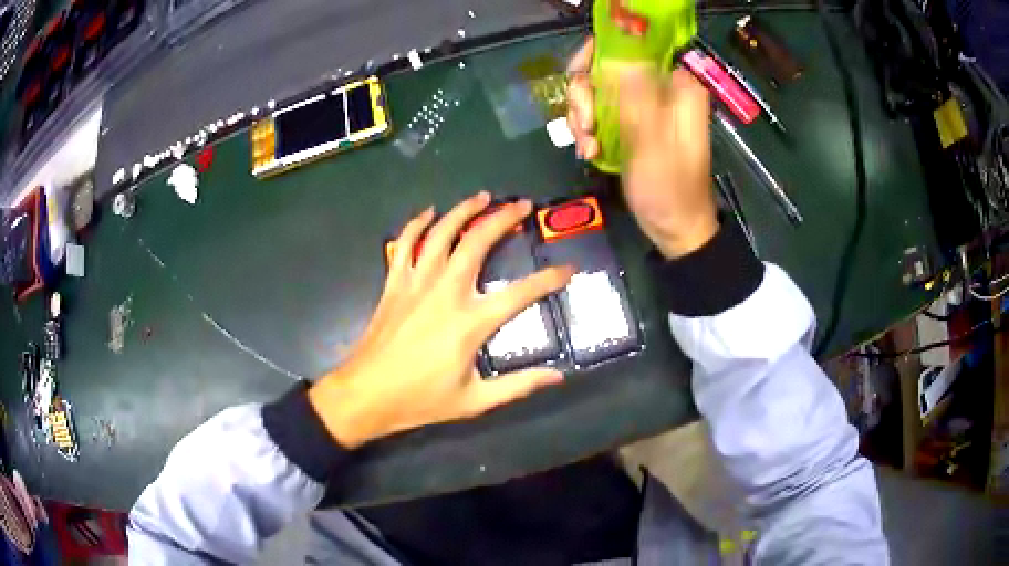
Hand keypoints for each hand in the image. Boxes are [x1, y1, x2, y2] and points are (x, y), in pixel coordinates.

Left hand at [308, 192, 573, 447]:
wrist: (366, 395)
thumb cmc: (421, 400)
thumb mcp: (474, 401)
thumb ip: (518, 386)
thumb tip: (557, 377)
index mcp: (469, 323)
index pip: (520, 293)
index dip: (548, 279)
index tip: (567, 269)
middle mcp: (445, 293)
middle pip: (477, 243)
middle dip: (503, 218)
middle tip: (523, 205)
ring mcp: (416, 284)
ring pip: (441, 233)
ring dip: (463, 210)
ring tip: (483, 196)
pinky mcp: (394, 284)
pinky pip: (404, 244)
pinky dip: (416, 224)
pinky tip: (429, 212)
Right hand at [566, 37, 717, 258]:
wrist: (675, 228)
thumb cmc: (670, 191)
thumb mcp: (652, 146)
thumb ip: (637, 100)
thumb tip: (620, 59)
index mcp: (676, 87)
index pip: (629, 48)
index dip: (596, 58)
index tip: (581, 85)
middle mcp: (660, 88)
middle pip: (605, 67)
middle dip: (585, 96)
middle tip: (584, 127)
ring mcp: (644, 105)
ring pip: (597, 90)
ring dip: (582, 117)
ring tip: (587, 147)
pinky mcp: (632, 122)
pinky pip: (599, 111)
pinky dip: (587, 129)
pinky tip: (588, 151)